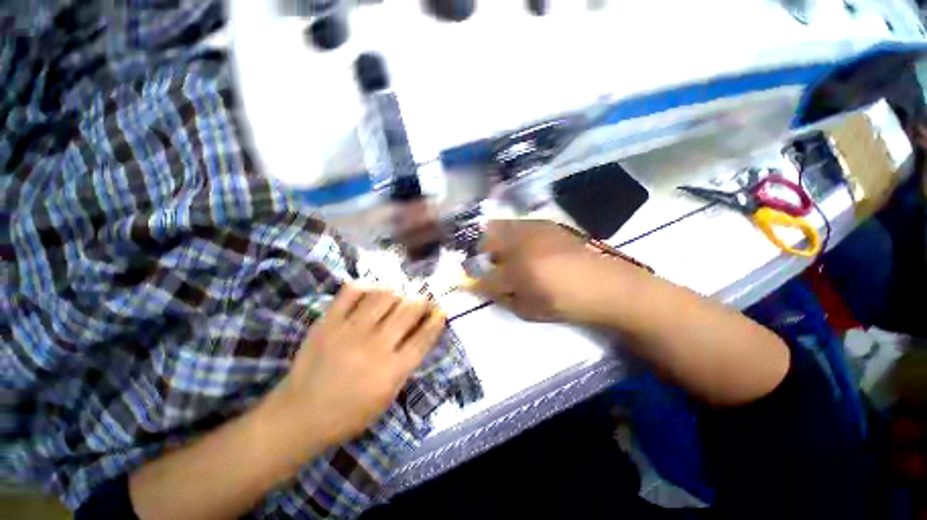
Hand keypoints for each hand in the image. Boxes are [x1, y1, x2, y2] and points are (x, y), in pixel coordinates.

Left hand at [260, 284, 445, 457]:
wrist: (300, 415)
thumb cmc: (350, 413)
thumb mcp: (388, 397)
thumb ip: (407, 364)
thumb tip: (422, 333)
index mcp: (391, 370)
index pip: (424, 336)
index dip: (436, 320)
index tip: (440, 311)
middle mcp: (374, 346)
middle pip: (409, 310)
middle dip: (423, 301)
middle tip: (422, 302)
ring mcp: (349, 331)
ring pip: (384, 295)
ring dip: (398, 292)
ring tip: (399, 296)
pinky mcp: (328, 322)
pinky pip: (352, 291)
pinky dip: (367, 286)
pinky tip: (373, 292)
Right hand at [468, 220, 627, 322]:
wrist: (608, 284)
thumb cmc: (568, 303)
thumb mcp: (530, 310)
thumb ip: (503, 297)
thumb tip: (483, 287)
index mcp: (520, 271)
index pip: (485, 275)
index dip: (473, 280)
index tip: (467, 281)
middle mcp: (522, 244)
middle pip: (485, 241)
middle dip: (476, 252)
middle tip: (479, 263)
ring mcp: (533, 229)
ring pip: (498, 227)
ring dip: (490, 240)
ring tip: (496, 253)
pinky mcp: (544, 223)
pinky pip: (515, 224)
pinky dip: (507, 233)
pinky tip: (516, 244)